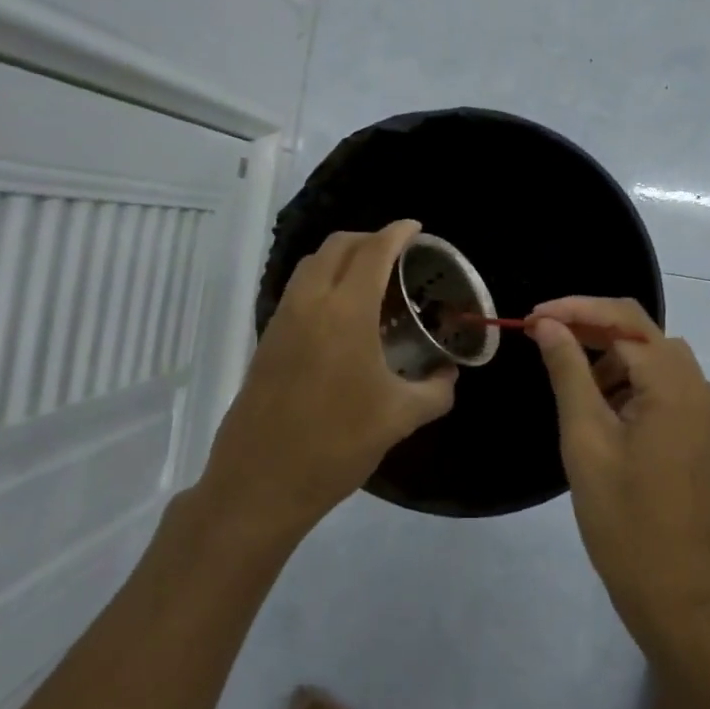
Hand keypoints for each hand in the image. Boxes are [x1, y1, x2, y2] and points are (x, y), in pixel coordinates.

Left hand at [198, 220, 456, 541]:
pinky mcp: (267, 338)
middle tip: (398, 255)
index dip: (397, 232)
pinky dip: (324, 281)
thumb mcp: (399, 418)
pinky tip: (344, 316)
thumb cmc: (336, 444)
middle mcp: (310, 302)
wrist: (260, 481)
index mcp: (346, 311)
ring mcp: (283, 318)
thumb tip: (449, 375)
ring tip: (372, 281)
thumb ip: (435, 390)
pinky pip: (299, 289)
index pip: (373, 251)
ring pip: (312, 264)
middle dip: (369, 238)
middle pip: (338, 245)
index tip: (417, 228)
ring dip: (342, 257)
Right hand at [529, 297, 709, 647]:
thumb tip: (549, 325)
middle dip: (592, 332)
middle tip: (544, 343)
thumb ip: (569, 373)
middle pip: (643, 335)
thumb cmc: (625, 521)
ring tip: (573, 389)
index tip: (531, 319)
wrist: (680, 598)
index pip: (623, 321)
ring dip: (612, 361)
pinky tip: (605, 412)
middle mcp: (704, 389)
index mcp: (677, 387)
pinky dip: (634, 386)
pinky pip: (669, 390)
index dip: (575, 311)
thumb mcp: (585, 441)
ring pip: (656, 361)